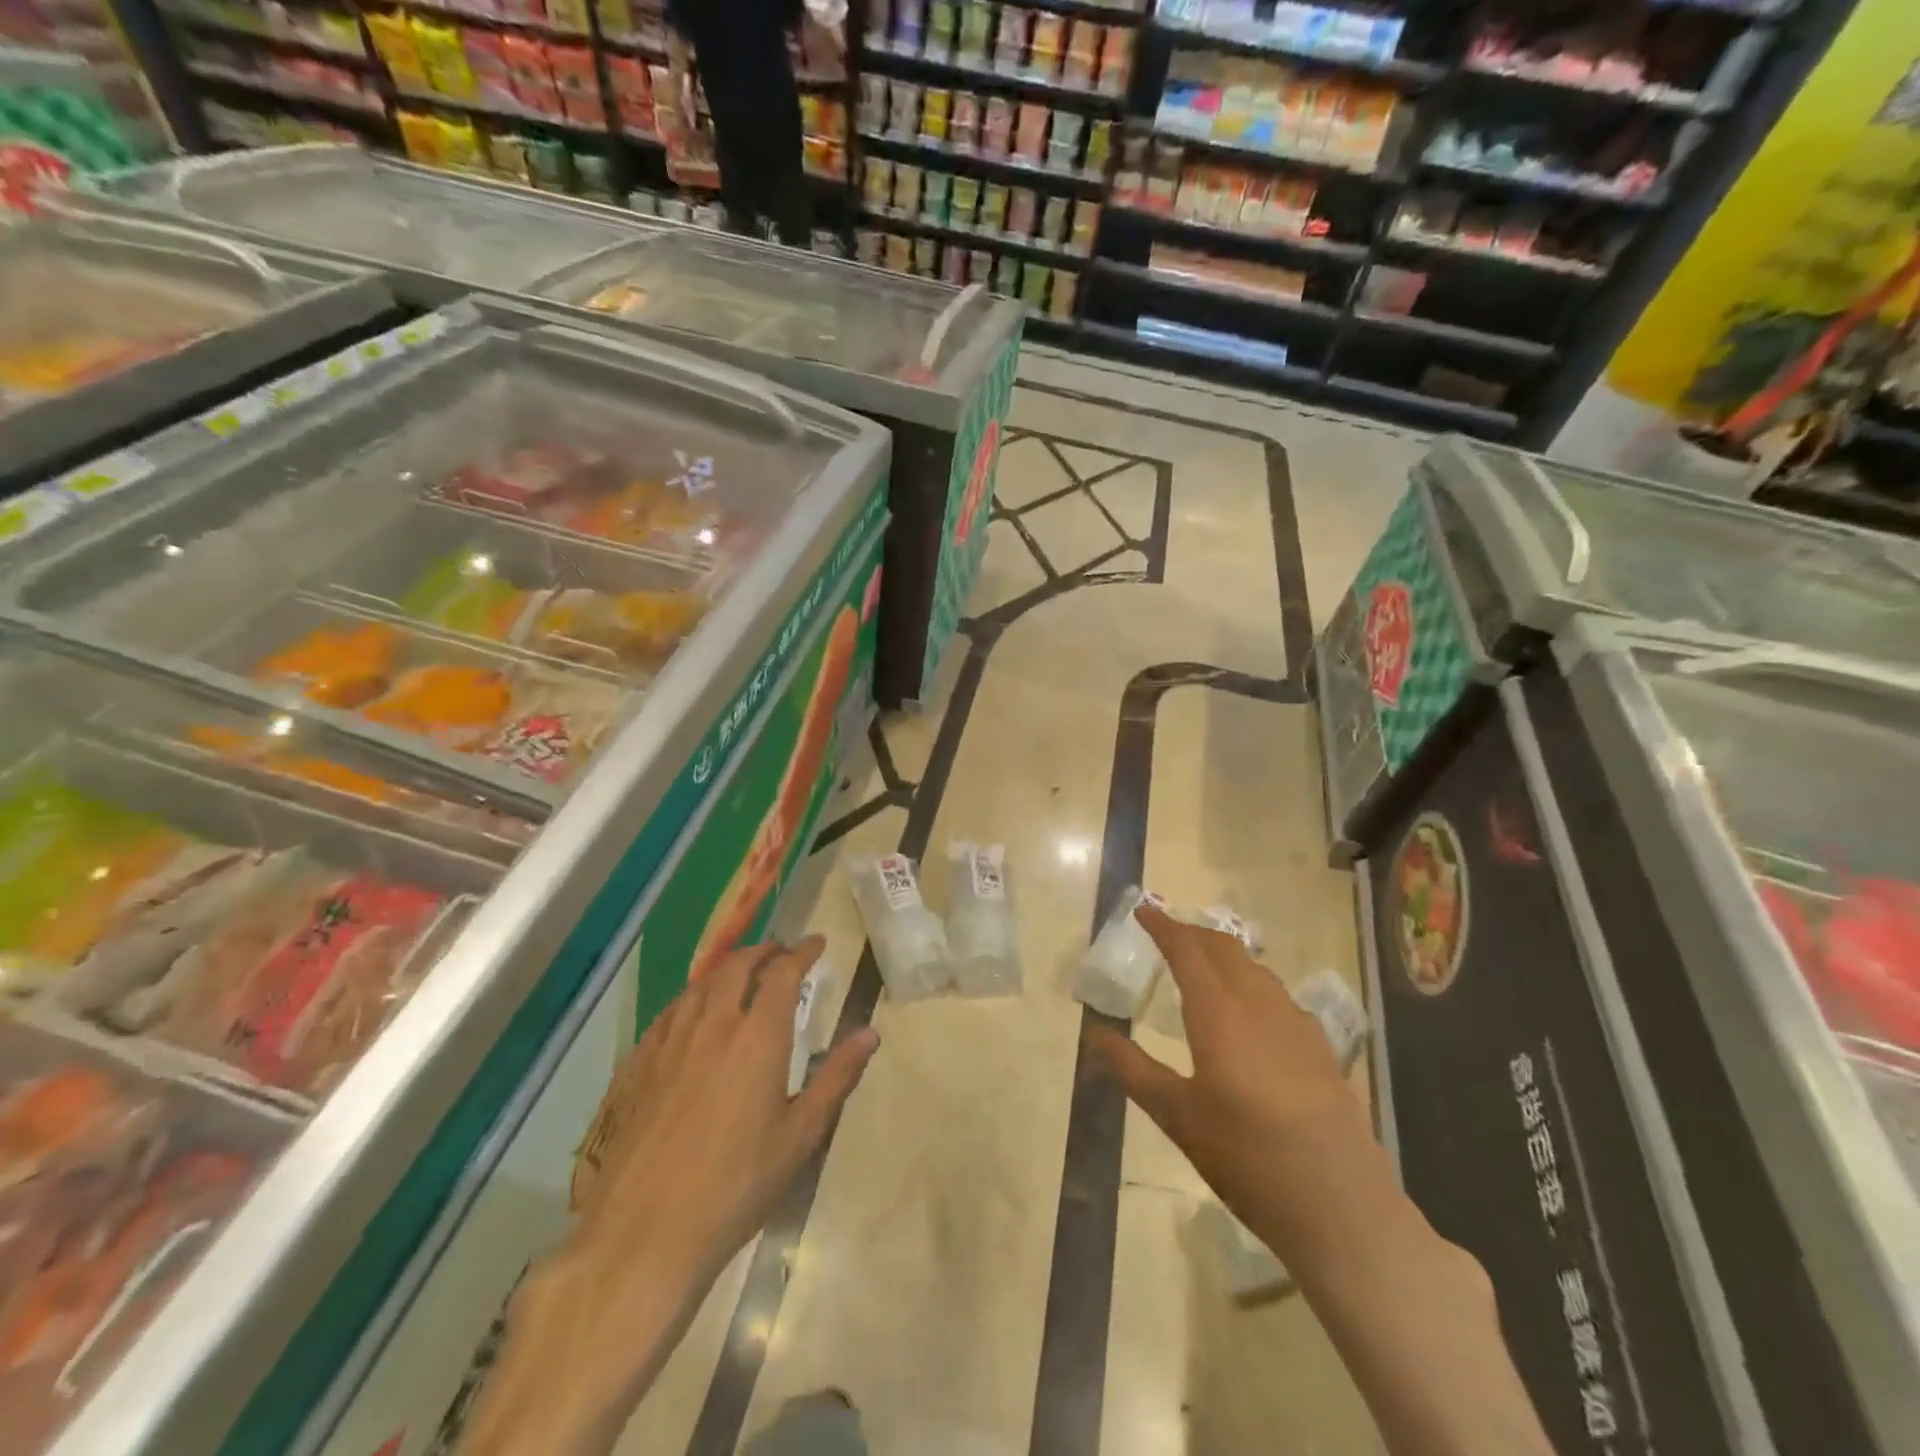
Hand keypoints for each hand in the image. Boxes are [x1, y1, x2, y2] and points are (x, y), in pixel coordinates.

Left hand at [571, 937, 878, 1279]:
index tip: (817, 943)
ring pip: (700, 984)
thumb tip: (870, 1034)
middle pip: (737, 967)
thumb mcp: (800, 1135)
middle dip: (763, 951)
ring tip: (741, 973)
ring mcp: (670, 1043)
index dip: (802, 952)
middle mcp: (713, 1026)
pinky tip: (692, 1011)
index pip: (782, 973)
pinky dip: (692, 996)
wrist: (644, 1234)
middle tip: (781, 952)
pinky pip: (670, 1012)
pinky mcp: (639, 1066)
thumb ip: (836, 1077)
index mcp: (758, 1037)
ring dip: (727, 969)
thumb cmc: (736, 1185)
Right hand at [1088, 905, 1364, 1251]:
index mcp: (1219, 1014)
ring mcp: (1296, 1024)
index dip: (1163, 926)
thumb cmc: (1246, 1157)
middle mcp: (1259, 1005)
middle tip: (1168, 934)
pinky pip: (1279, 995)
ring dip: (1225, 955)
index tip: (1143, 910)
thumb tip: (1095, 1034)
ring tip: (1204, 964)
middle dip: (1193, 933)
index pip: (1187, 951)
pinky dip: (1253, 983)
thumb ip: (1133, 1070)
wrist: (1340, 1205)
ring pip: (1255, 969)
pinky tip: (1252, 1012)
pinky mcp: (1320, 1048)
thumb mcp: (1177, 1116)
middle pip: (1224, 949)